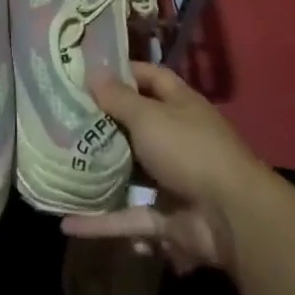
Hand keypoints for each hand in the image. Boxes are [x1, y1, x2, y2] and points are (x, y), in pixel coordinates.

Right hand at [61, 62, 270, 273]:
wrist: (232, 216)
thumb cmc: (189, 150)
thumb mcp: (149, 117)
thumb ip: (119, 98)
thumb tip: (93, 71)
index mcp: (181, 106)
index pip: (152, 78)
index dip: (124, 72)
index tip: (88, 71)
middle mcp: (177, 138)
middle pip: (136, 125)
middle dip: (104, 123)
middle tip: (64, 116)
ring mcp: (172, 179)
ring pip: (129, 173)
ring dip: (101, 172)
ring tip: (62, 165)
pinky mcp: (166, 217)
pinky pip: (127, 217)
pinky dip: (100, 222)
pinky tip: (67, 223)